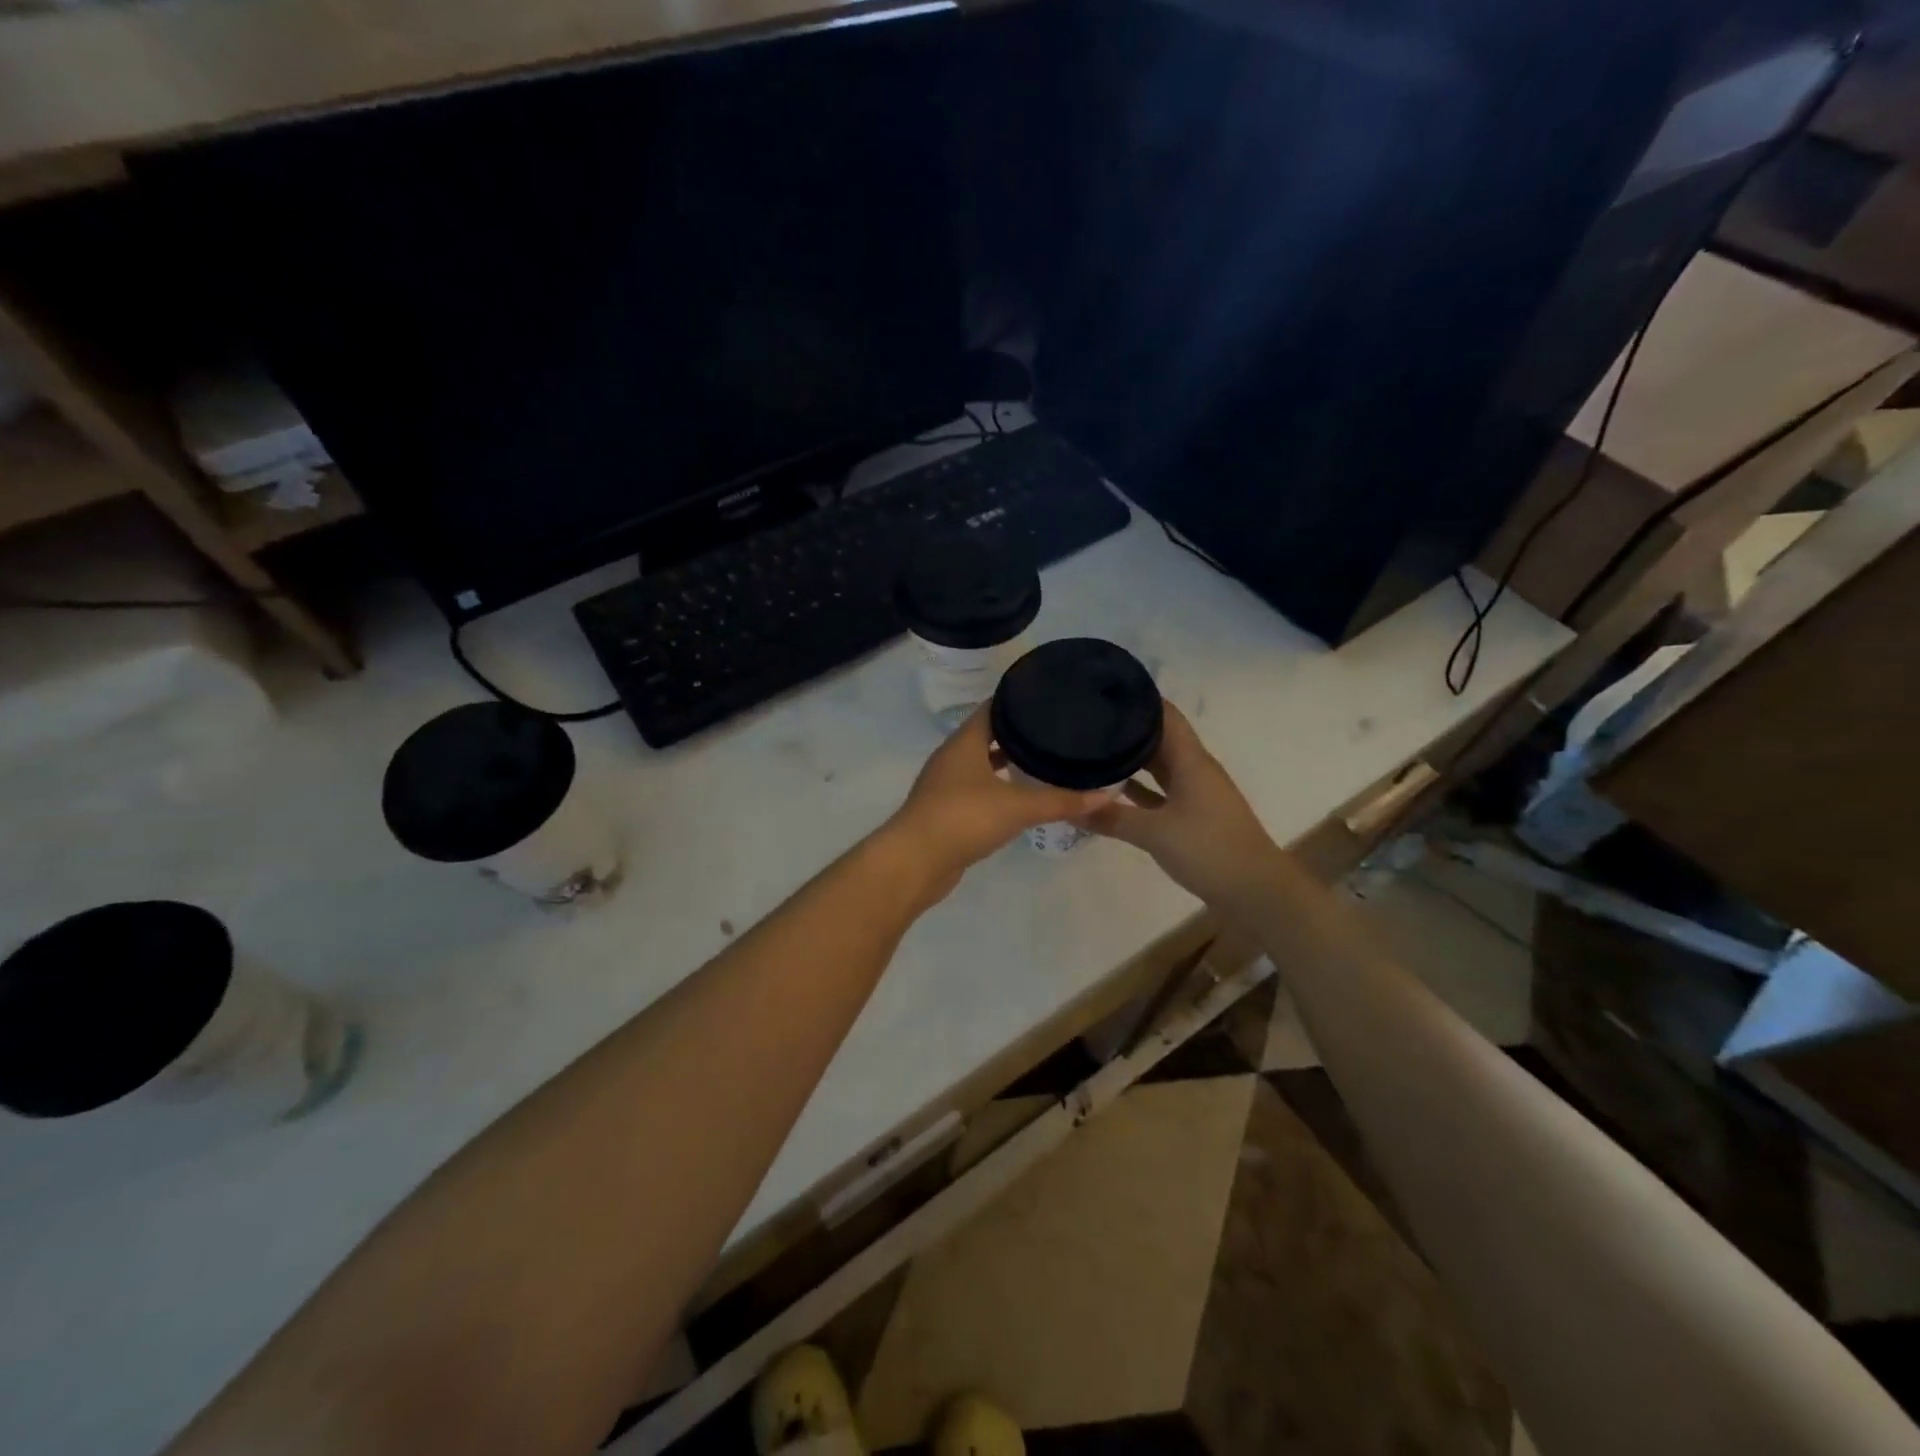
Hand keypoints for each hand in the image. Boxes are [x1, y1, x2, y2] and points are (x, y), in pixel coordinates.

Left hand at [884, 706, 1112, 895]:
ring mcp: (945, 785)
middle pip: (987, 735)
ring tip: (1042, 761)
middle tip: (1054, 731)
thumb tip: (1105, 794)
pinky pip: (976, 790)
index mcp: (964, 742)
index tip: (1049, 699)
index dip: (1018, 701)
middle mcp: (952, 757)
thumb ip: (1061, 800)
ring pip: (981, 765)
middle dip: (1017, 734)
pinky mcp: (945, 811)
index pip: (993, 708)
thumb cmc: (963, 818)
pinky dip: (997, 789)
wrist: (915, 862)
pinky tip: (1018, 799)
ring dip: (1006, 763)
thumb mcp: (1018, 807)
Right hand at [1086, 701, 1285, 912]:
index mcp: (1190, 760)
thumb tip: (1069, 807)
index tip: (1103, 691)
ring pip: (1158, 765)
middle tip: (1087, 721)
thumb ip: (1111, 817)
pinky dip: (1138, 788)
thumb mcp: (1154, 832)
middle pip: (1158, 737)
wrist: (1256, 891)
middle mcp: (1193, 768)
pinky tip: (1111, 790)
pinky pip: (1160, 791)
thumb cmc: (1209, 849)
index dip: (1138, 699)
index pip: (1164, 714)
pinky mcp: (1193, 815)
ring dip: (1131, 758)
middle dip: (1126, 728)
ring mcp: (1195, 792)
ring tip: (1092, 749)